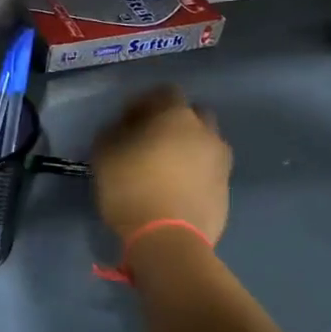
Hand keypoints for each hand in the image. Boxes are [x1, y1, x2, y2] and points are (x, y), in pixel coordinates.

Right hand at [91, 86, 232, 245]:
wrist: (169, 239)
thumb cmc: (131, 188)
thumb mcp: (104, 156)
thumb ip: (112, 133)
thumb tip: (121, 128)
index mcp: (176, 116)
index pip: (164, 92)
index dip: (144, 102)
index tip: (127, 120)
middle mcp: (205, 132)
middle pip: (193, 115)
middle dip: (174, 122)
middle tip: (150, 140)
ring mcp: (221, 162)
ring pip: (205, 144)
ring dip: (188, 149)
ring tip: (165, 168)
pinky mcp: (226, 190)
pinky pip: (209, 172)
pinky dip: (195, 174)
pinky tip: (176, 190)